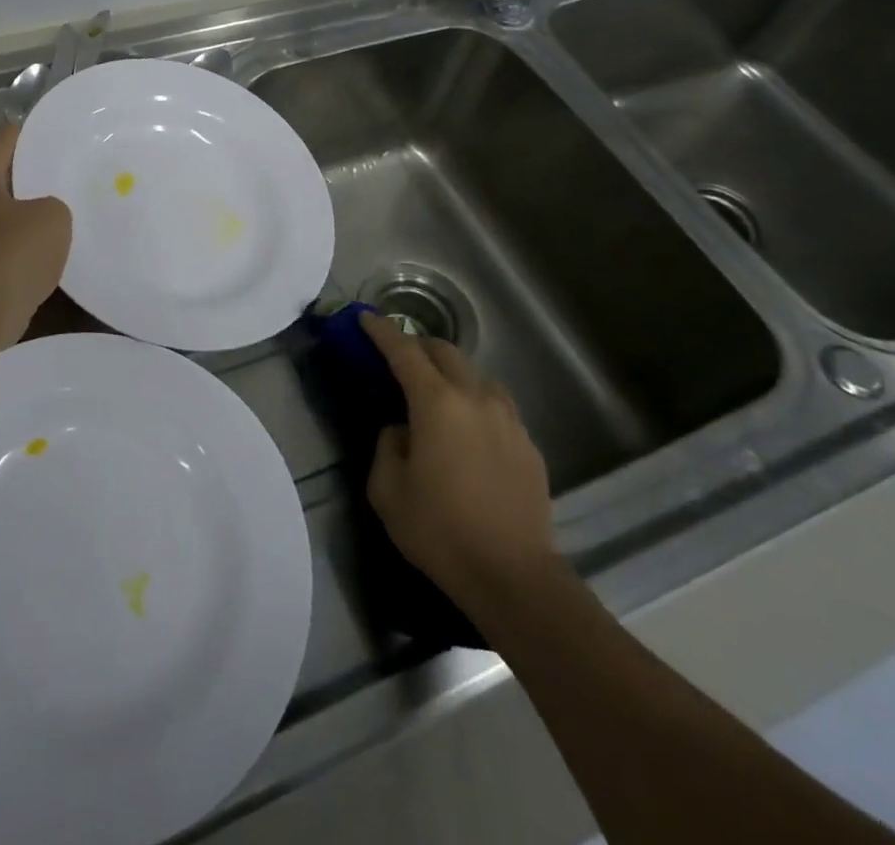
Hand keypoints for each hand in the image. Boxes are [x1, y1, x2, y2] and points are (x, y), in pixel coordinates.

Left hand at [0, 125, 71, 356]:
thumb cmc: (14, 254)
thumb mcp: (53, 216)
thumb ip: (55, 203)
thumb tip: (48, 213)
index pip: (5, 140)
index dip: (32, 132)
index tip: (60, 133)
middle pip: (5, 179)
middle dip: (35, 176)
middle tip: (71, 173)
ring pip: (7, 216)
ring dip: (32, 215)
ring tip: (69, 210)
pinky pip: (8, 248)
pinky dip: (29, 246)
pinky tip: (55, 250)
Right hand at [362, 312, 561, 609]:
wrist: (514, 577)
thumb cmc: (440, 531)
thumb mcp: (388, 489)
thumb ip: (388, 445)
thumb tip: (402, 430)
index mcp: (437, 403)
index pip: (404, 351)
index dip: (382, 331)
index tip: (366, 318)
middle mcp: (475, 398)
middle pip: (445, 352)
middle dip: (418, 345)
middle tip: (398, 357)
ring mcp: (508, 419)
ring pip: (476, 376)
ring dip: (450, 373)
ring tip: (435, 394)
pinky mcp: (528, 444)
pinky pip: (496, 406)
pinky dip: (474, 402)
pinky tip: (467, 431)